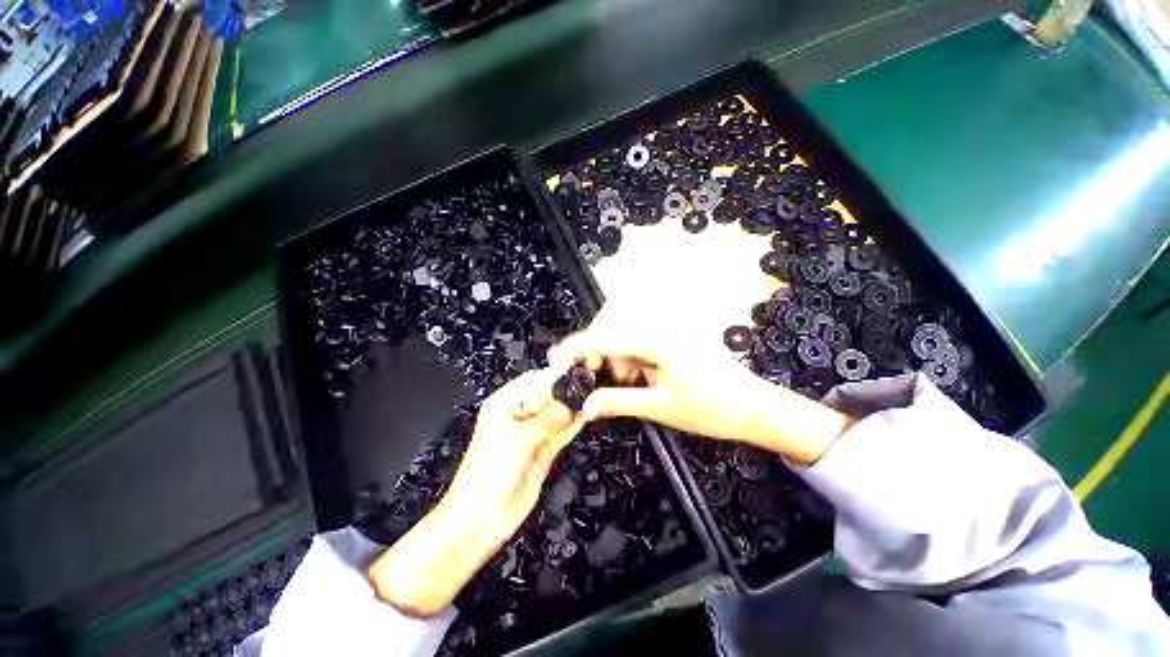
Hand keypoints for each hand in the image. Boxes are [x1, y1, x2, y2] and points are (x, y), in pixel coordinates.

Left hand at [367, 369, 584, 616]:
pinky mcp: (543, 450)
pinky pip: (561, 432)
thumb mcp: (516, 441)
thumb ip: (545, 422)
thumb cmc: (485, 476)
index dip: (554, 376)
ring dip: (572, 408)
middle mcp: (519, 416)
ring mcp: (533, 433)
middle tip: (587, 385)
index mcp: (503, 405)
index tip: (575, 373)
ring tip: (591, 398)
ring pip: (557, 414)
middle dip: (566, 391)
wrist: (482, 519)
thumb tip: (568, 406)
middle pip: (548, 396)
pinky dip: (573, 425)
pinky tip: (585, 416)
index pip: (533, 381)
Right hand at [550, 306, 852, 464]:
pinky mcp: (674, 332)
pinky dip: (629, 348)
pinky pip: (640, 332)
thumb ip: (618, 402)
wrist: (753, 406)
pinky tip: (638, 371)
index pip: (606, 337)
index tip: (556, 358)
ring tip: (626, 378)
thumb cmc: (710, 410)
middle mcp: (663, 324)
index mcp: (659, 341)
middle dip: (598, 346)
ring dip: (615, 348)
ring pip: (625, 325)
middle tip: (596, 372)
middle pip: (613, 321)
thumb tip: (585, 405)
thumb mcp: (660, 408)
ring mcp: (670, 326)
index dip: (577, 347)